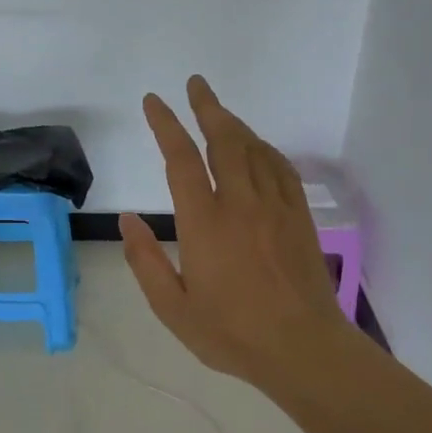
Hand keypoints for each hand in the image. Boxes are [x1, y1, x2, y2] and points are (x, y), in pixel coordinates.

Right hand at [120, 75, 361, 393]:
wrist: (303, 347)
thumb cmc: (232, 333)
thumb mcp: (173, 308)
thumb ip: (146, 261)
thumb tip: (128, 219)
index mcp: (205, 223)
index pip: (180, 159)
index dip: (166, 124)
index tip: (154, 101)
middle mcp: (241, 203)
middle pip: (223, 139)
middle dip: (207, 107)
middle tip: (196, 85)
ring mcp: (275, 206)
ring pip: (254, 149)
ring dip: (234, 124)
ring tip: (219, 111)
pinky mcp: (299, 216)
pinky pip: (281, 168)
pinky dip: (265, 149)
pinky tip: (258, 147)